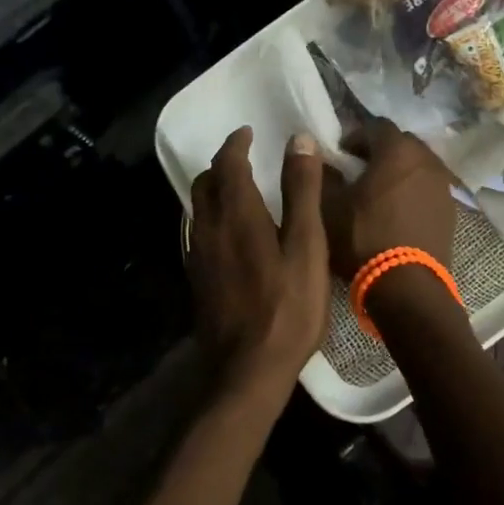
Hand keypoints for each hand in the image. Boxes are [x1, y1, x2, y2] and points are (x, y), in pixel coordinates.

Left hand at [186, 127, 331, 412]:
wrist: (247, 372)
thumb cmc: (287, 307)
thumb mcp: (306, 245)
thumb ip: (301, 190)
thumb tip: (298, 139)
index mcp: (236, 212)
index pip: (228, 163)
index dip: (237, 143)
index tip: (248, 132)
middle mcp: (209, 227)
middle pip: (205, 182)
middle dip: (222, 165)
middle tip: (245, 159)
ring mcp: (198, 255)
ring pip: (198, 208)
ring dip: (215, 190)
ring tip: (240, 192)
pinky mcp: (197, 279)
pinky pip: (199, 232)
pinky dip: (212, 217)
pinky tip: (231, 234)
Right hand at [321, 118, 456, 278]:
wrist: (407, 288)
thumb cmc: (363, 238)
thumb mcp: (329, 206)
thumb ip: (321, 174)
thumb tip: (318, 155)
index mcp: (397, 150)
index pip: (376, 125)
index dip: (356, 135)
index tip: (340, 153)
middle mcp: (426, 160)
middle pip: (401, 143)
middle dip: (379, 151)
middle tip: (358, 170)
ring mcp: (443, 186)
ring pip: (417, 166)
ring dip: (398, 172)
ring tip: (378, 193)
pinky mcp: (451, 212)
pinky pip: (428, 189)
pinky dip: (413, 192)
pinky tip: (397, 213)